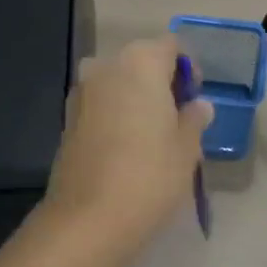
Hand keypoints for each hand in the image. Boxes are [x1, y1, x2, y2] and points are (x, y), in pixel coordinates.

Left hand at [42, 37, 212, 255]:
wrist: (88, 219)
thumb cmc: (149, 176)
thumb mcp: (186, 148)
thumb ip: (194, 119)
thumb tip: (198, 106)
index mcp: (139, 63)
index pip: (170, 46)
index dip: (187, 68)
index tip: (194, 99)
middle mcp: (106, 67)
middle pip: (141, 61)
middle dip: (160, 82)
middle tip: (178, 118)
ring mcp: (81, 92)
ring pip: (118, 83)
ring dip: (136, 99)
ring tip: (153, 136)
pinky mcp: (67, 119)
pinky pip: (101, 105)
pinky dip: (116, 115)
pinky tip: (127, 147)